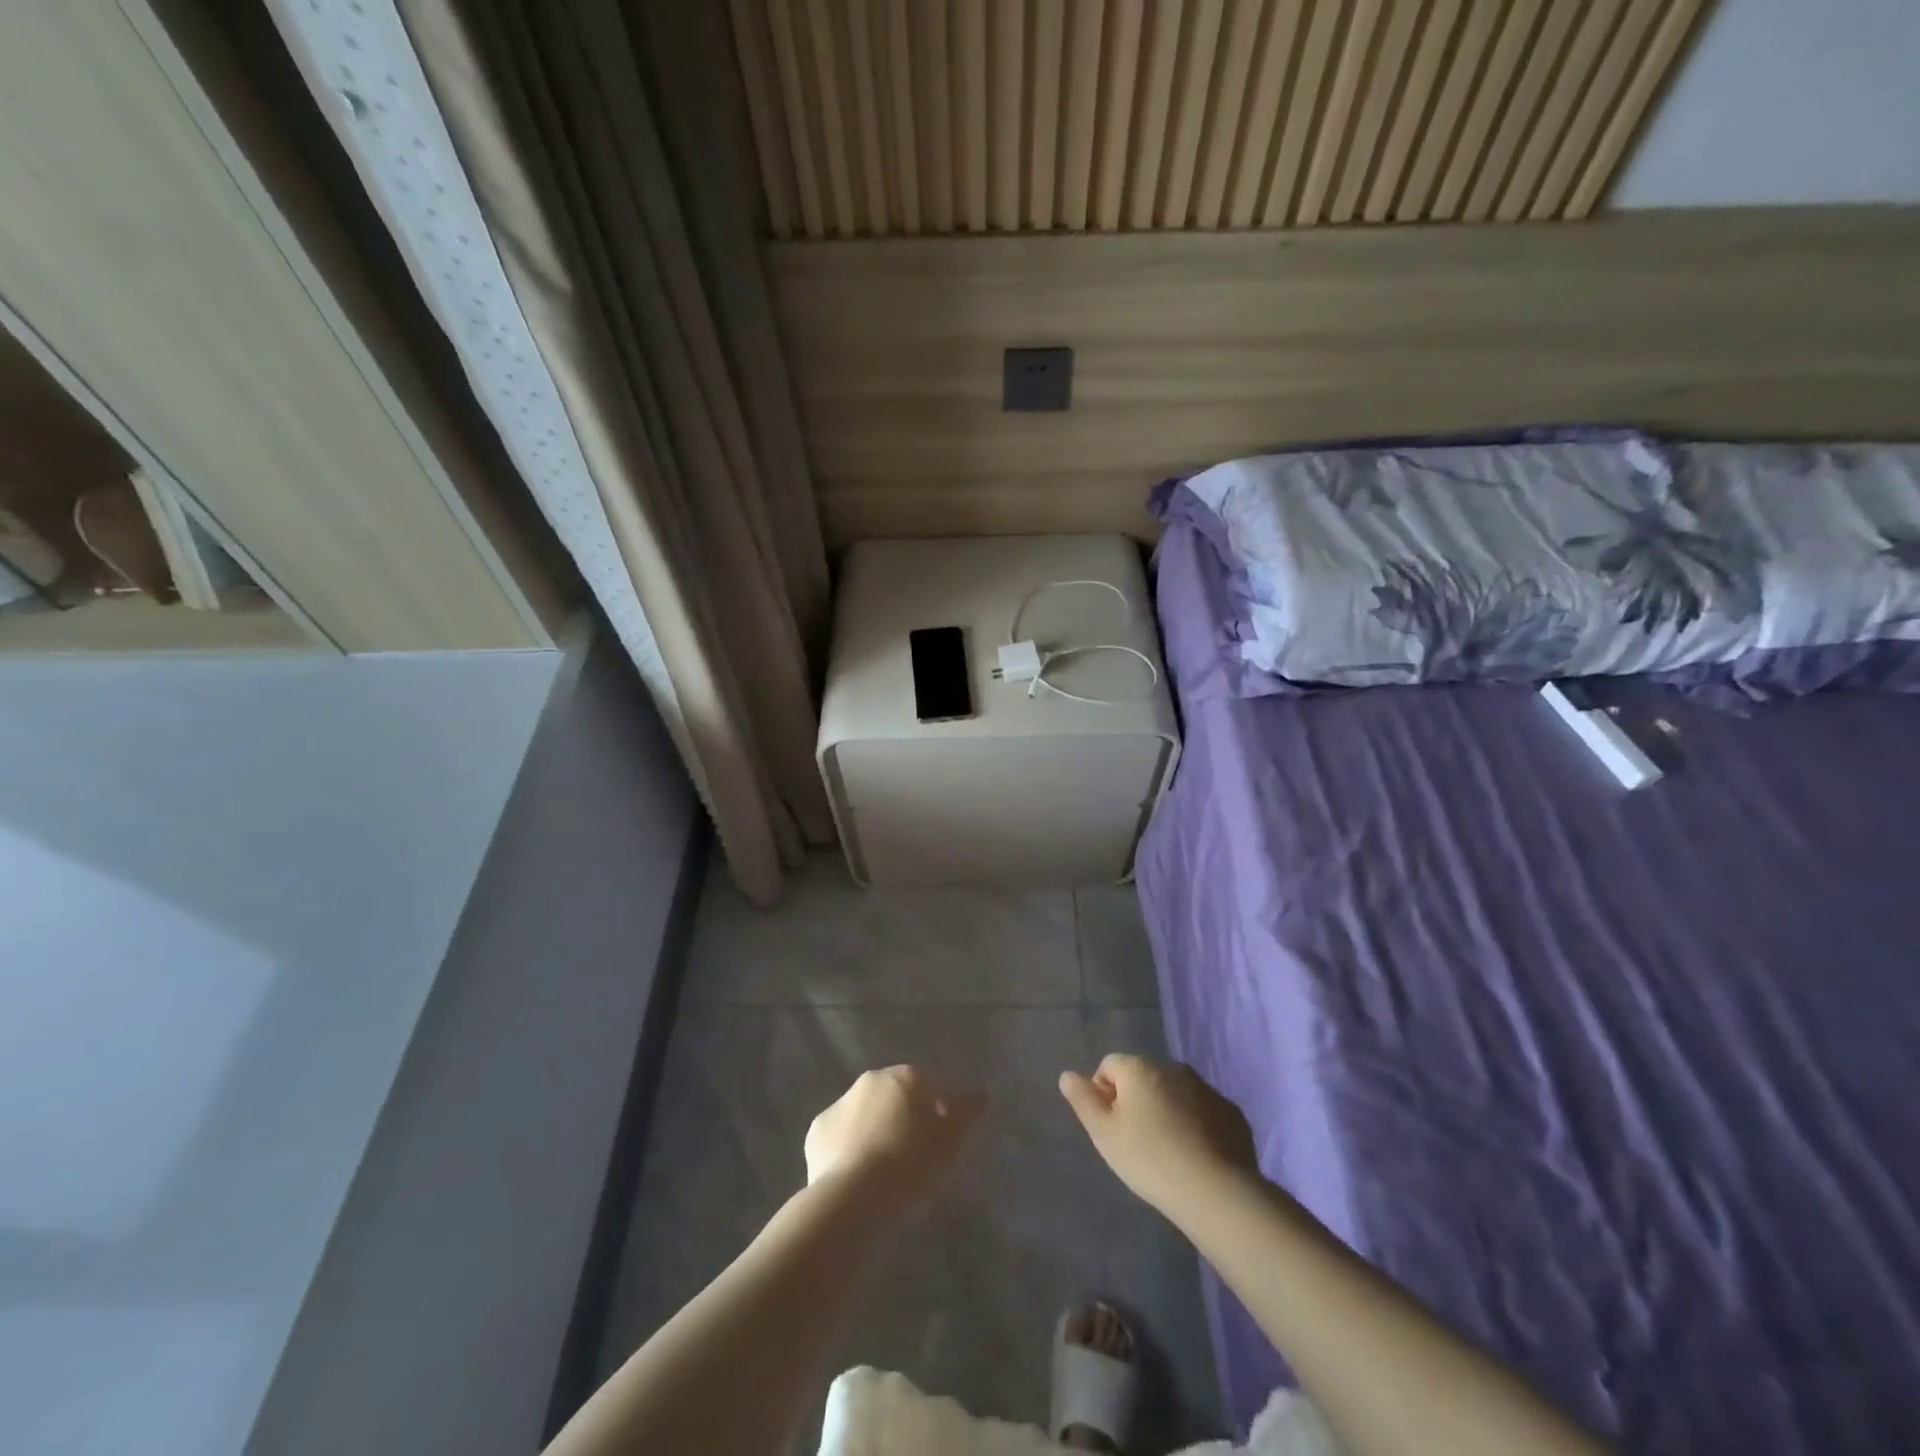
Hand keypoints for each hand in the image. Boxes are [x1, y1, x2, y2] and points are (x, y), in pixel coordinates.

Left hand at [805, 1066, 984, 1216]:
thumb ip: (967, 1112)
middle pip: (893, 1097)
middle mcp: (870, 1081)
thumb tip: (981, 1092)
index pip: (927, 1086)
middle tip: (912, 1158)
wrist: (853, 1197)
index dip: (935, 1113)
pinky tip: (857, 1179)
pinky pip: (839, 1138)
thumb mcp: (952, 1141)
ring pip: (864, 1116)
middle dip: (902, 1119)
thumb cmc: (911, 1164)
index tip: (939, 1143)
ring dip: (873, 1132)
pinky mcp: (816, 1132)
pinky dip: (848, 1151)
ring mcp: (839, 1104)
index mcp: (904, 1076)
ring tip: (883, 1173)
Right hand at [1060, 1055, 1259, 1217]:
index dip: (1103, 1093)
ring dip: (1167, 1111)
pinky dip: (1195, 1125)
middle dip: (1136, 1101)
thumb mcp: (1104, 1134)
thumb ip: (1083, 1100)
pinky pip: (1203, 1112)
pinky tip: (1195, 1157)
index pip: (1109, 1065)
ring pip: (1175, 1093)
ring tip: (1167, 1152)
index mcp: (1140, 1068)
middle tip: (1136, 1142)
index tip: (1110, 1127)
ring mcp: (1207, 1089)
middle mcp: (1173, 1068)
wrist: (1216, 1192)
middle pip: (1144, 1077)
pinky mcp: (1232, 1113)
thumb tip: (1067, 1075)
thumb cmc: (1149, 1159)